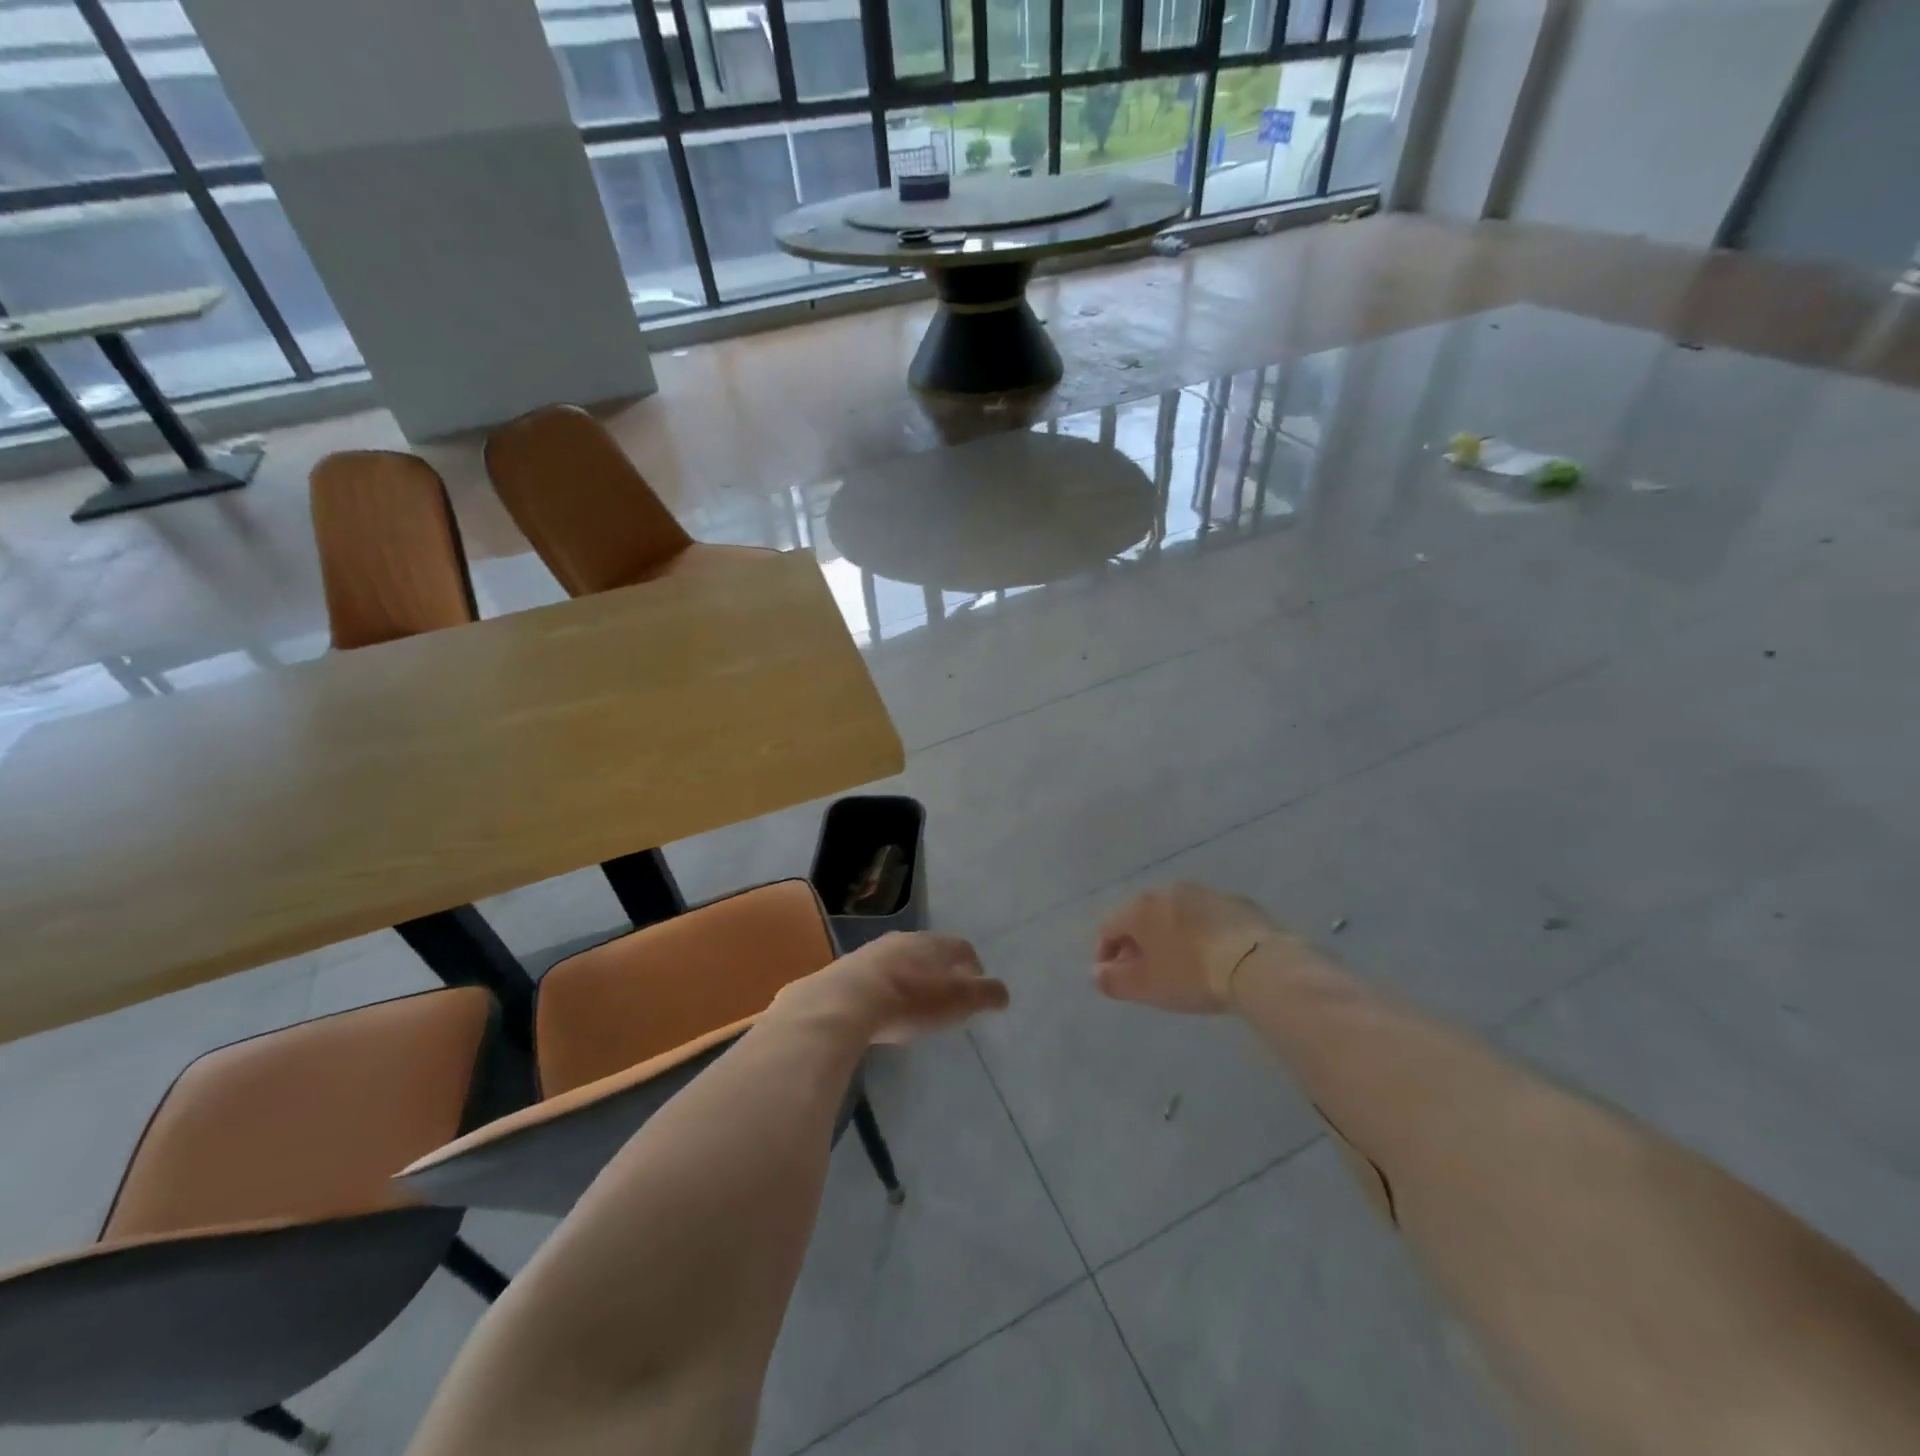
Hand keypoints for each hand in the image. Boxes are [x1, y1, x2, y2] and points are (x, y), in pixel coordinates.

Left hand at [774, 932, 1008, 1043]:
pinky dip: (884, 988)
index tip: (977, 984)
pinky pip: (874, 976)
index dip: (972, 965)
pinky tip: (882, 1007)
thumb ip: (984, 996)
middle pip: (929, 951)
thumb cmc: (909, 1000)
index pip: (961, 948)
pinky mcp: (845, 971)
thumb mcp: (956, 1002)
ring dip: (910, 976)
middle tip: (947, 993)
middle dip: (940, 969)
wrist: (844, 1002)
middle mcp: (902, 940)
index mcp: (932, 943)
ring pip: (899, 960)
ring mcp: (871, 953)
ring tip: (914, 1001)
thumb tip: (1004, 993)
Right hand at [1094, 882, 1291, 1013]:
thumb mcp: (1145, 987)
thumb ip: (1112, 981)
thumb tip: (1097, 973)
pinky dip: (1200, 933)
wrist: (1257, 964)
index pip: (1108, 927)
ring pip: (1175, 915)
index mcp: (1140, 907)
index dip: (1105, 953)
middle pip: (1142, 917)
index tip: (1114, 977)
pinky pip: (1206, 918)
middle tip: (1146, 972)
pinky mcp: (1235, 902)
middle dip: (1138, 943)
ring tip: (1180, 964)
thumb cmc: (1191, 975)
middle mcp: (1168, 891)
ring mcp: (1204, 893)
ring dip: (1169, 935)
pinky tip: (1211, 956)